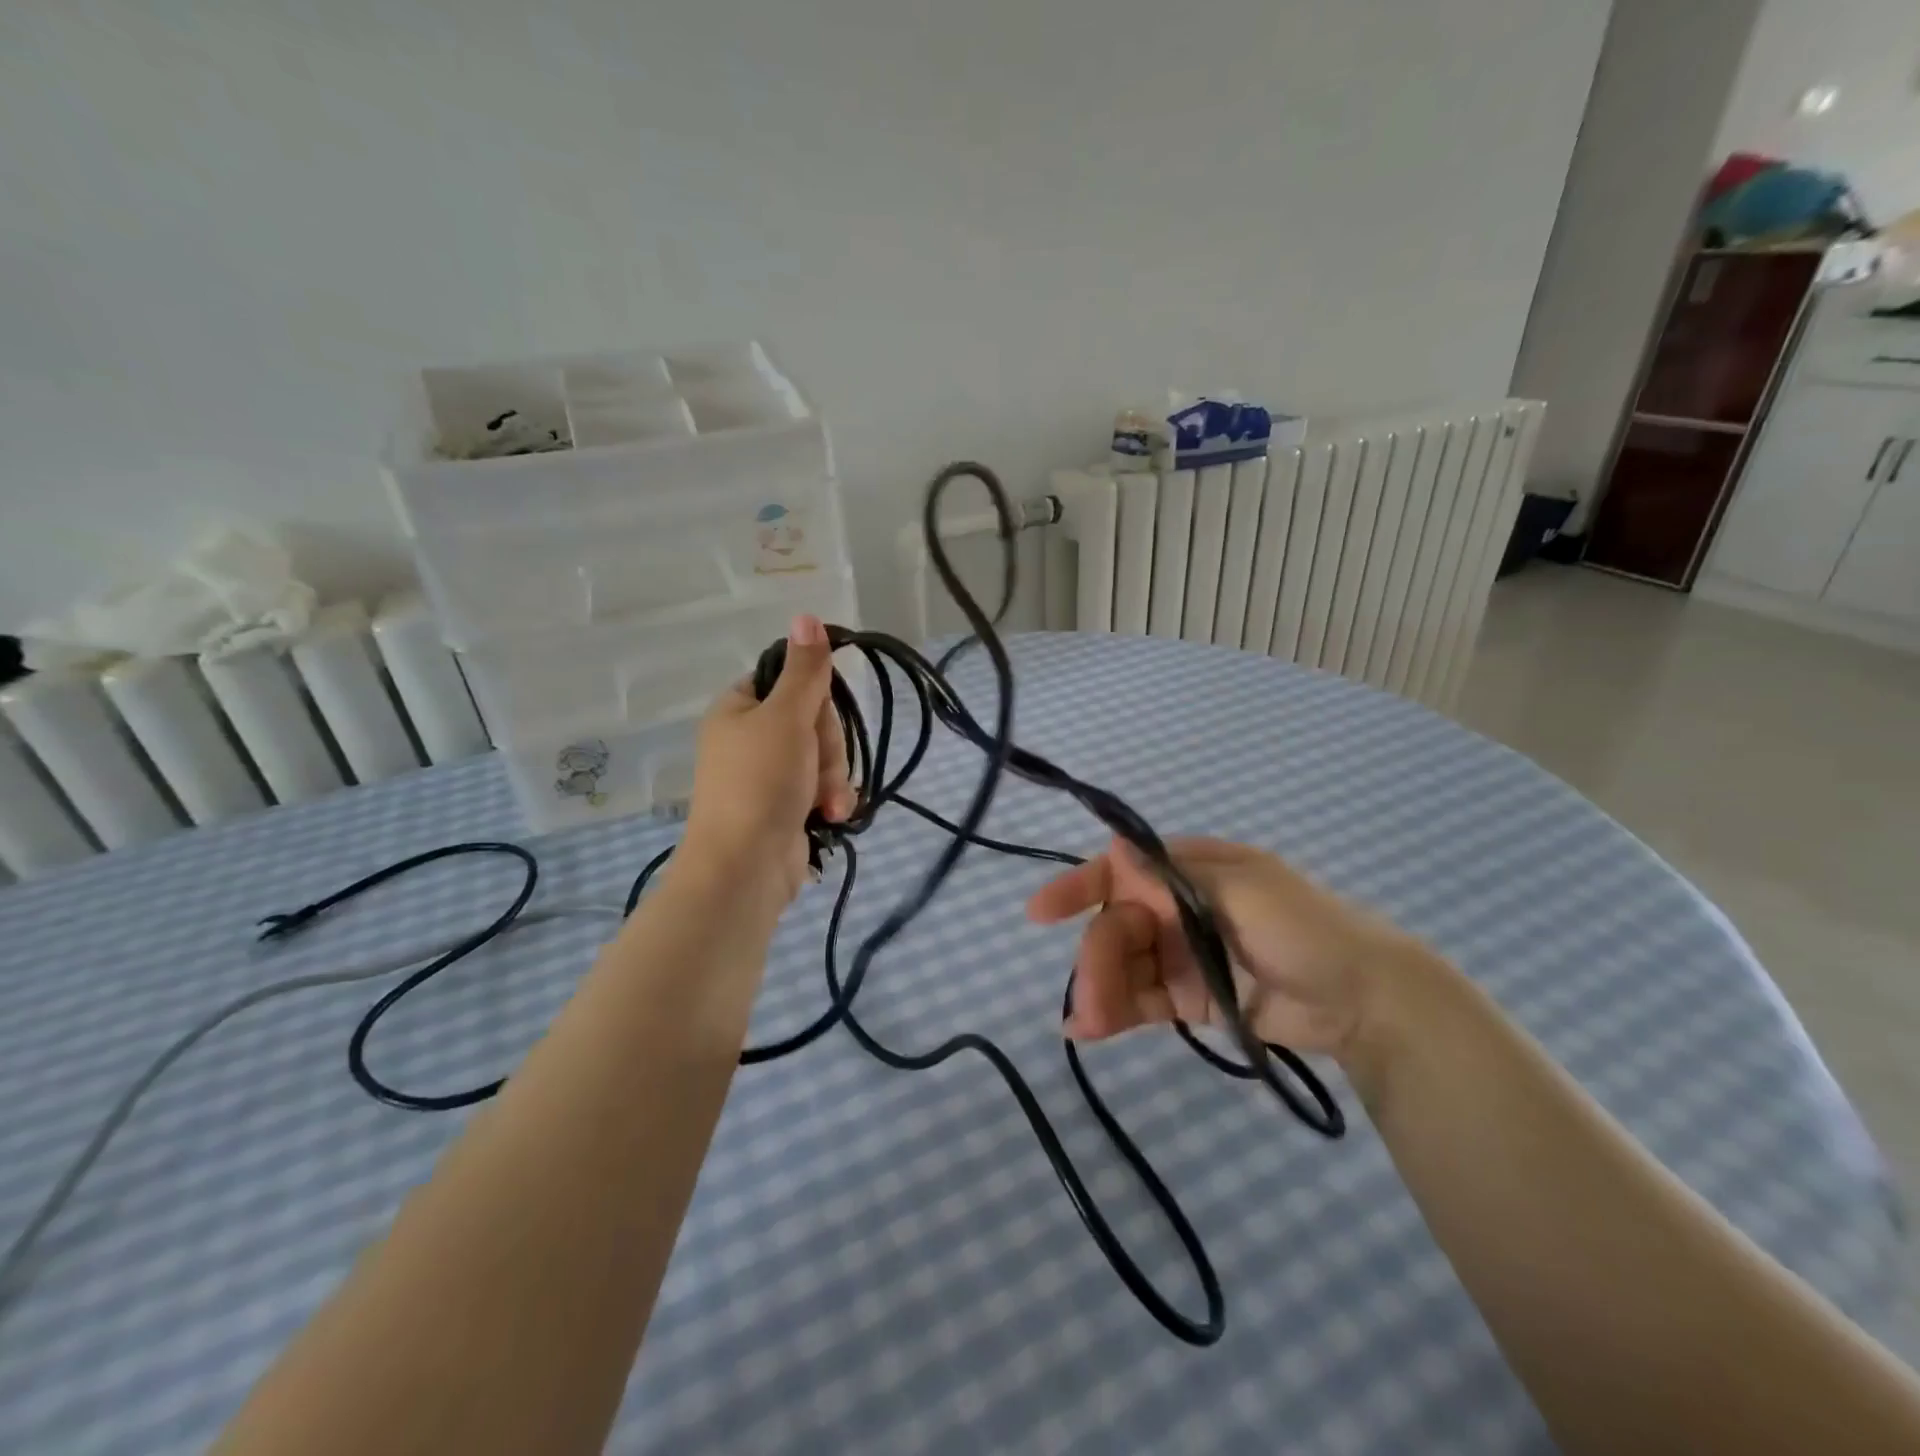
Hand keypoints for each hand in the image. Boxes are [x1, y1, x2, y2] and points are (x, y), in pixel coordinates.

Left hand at [681, 614, 853, 899]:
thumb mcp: (787, 717)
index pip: (790, 680)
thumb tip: (806, 615)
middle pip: (813, 719)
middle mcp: (751, 737)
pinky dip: (831, 800)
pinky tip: (830, 815)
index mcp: (739, 708)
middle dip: (828, 747)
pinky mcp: (786, 807)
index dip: (814, 696)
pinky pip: (823, 787)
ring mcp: (769, 775)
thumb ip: (805, 670)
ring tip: (826, 803)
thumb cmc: (761, 782)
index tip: (818, 714)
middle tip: (818, 768)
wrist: (745, 867)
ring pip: (824, 756)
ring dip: (834, 778)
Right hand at [1026, 836, 1424, 1061]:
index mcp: (1188, 871)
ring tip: (1090, 1023)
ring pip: (1123, 966)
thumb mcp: (1246, 889)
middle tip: (1089, 998)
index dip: (1080, 887)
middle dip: (1096, 958)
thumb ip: (1177, 876)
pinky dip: (1114, 1011)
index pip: (1121, 871)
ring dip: (1100, 990)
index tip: (1042, 911)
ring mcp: (1181, 954)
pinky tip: (1088, 1030)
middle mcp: (1177, 908)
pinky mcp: (1188, 997)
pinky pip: (1140, 999)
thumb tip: (1116, 850)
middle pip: (1117, 926)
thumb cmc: (1305, 929)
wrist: (1365, 1001)